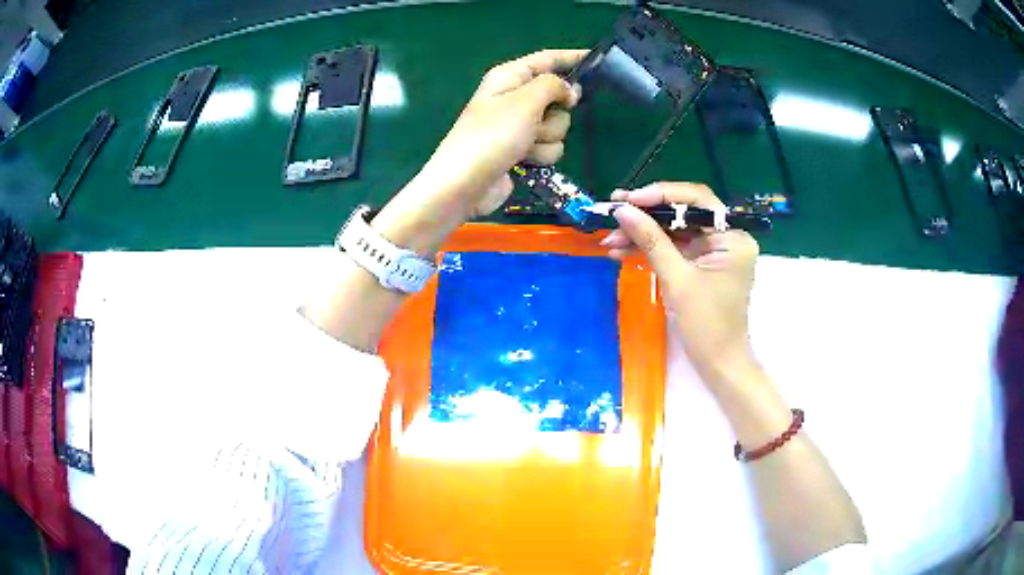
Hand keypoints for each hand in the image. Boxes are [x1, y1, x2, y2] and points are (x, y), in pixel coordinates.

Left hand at [372, 50, 585, 253]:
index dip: (572, 57)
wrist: (465, 184)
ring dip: (547, 137)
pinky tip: (523, 161)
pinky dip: (541, 154)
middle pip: (558, 97)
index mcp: (510, 76)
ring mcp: (518, 125)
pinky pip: (549, 146)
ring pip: (558, 125)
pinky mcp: (522, 149)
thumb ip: (553, 86)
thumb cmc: (492, 136)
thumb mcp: (525, 101)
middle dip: (556, 113)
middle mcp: (515, 97)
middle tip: (538, 121)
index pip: (547, 59)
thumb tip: (569, 90)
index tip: (597, 58)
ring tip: (525, 145)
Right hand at [601, 182, 759, 379]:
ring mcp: (713, 250)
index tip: (629, 200)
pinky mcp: (701, 263)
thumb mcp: (677, 279)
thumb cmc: (706, 325)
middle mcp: (726, 236)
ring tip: (609, 238)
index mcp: (732, 236)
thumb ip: (651, 240)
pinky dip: (649, 249)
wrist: (717, 363)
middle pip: (683, 213)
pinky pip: (673, 247)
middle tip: (612, 212)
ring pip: (674, 230)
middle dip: (646, 215)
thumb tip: (622, 210)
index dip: (661, 195)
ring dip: (642, 234)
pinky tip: (621, 250)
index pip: (697, 199)